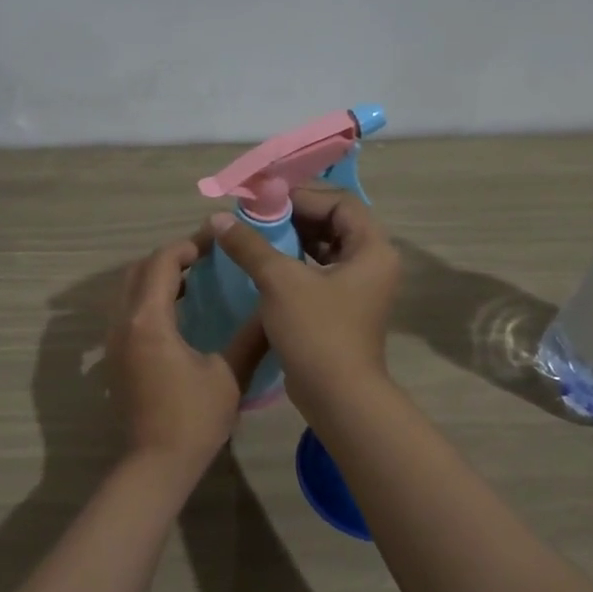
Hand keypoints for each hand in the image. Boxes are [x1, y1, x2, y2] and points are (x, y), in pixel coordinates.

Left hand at [106, 236, 267, 473]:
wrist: (156, 464)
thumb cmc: (194, 419)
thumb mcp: (229, 375)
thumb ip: (251, 335)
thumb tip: (273, 305)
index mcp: (149, 320)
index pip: (163, 262)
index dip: (189, 245)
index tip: (217, 241)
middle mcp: (123, 322)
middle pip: (139, 270)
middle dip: (171, 257)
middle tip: (207, 257)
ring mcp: (113, 340)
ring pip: (128, 289)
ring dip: (157, 276)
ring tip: (195, 279)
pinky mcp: (114, 356)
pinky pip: (127, 310)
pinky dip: (148, 298)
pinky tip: (178, 312)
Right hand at [210, 188, 400, 407]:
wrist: (337, 396)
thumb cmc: (316, 331)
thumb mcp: (280, 281)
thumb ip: (250, 246)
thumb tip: (219, 219)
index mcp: (372, 248)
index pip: (339, 202)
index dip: (301, 195)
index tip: (263, 199)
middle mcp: (372, 262)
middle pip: (334, 223)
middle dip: (294, 216)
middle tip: (256, 215)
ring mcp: (360, 287)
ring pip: (325, 248)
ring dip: (292, 239)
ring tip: (255, 236)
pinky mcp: (343, 307)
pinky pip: (319, 271)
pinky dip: (294, 263)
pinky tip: (264, 264)